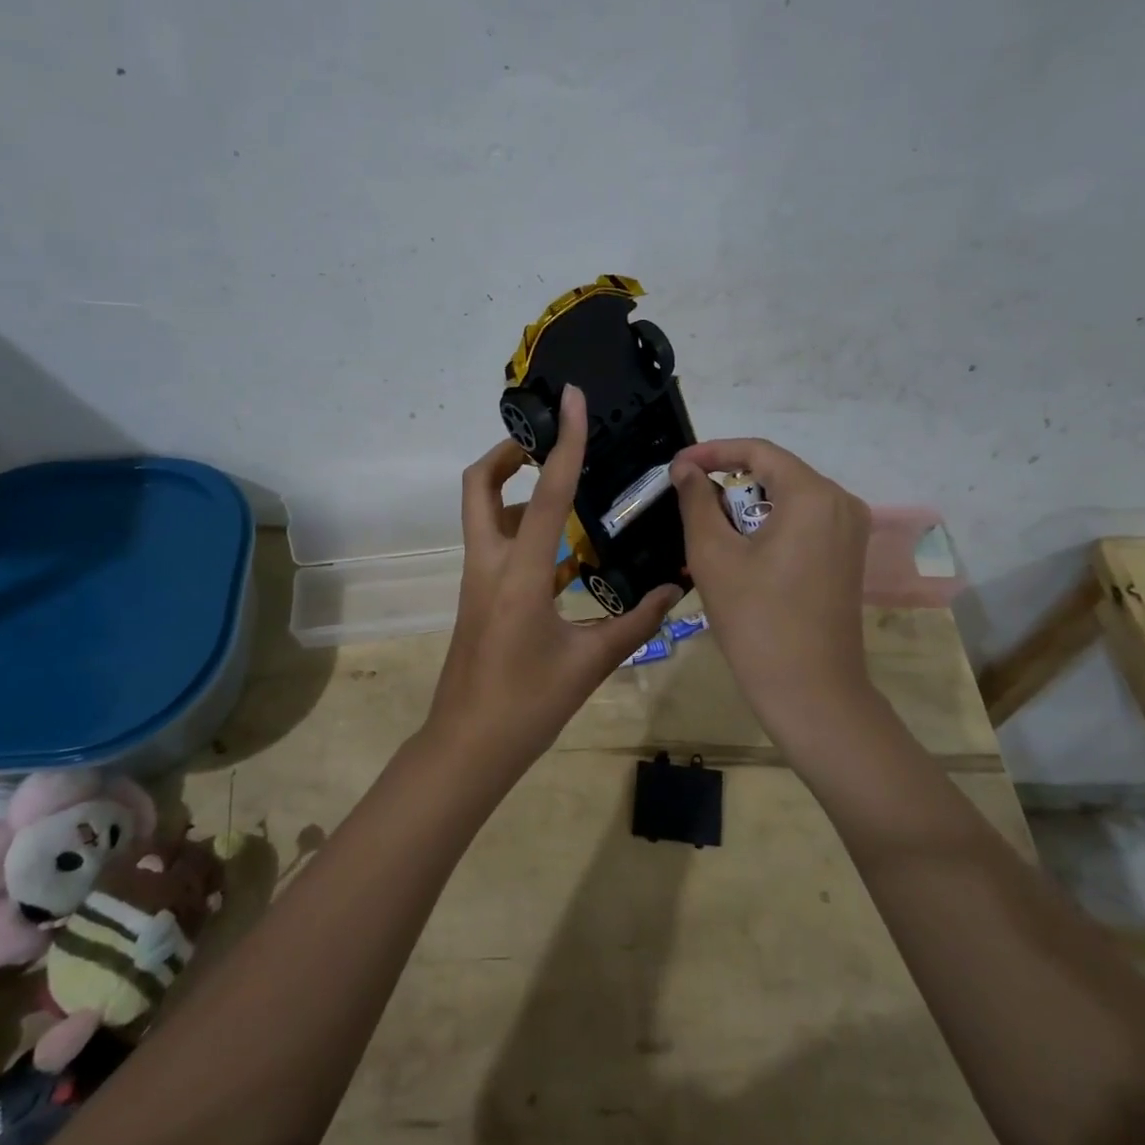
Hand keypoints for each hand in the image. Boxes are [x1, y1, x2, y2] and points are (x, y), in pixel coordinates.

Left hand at [429, 385, 679, 766]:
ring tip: (566, 488)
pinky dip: (525, 531)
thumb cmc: (528, 705)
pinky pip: (498, 545)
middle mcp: (490, 564)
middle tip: (548, 444)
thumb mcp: (591, 662)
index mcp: (520, 574)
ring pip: (485, 513)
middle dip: (508, 452)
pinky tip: (567, 549)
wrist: (468, 746)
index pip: (545, 492)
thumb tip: (676, 590)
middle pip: (479, 485)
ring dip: (517, 490)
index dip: (563, 441)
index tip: (571, 399)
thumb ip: (637, 622)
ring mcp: (478, 579)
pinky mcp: (480, 596)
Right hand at [670, 439, 872, 746]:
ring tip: (707, 527)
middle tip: (687, 499)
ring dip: (746, 505)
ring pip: (789, 498)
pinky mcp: (847, 556)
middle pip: (776, 472)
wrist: (810, 690)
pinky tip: (740, 549)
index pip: (758, 451)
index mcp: (813, 495)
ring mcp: (850, 531)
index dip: (712, 452)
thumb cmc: (756, 619)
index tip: (676, 467)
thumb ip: (697, 501)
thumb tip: (685, 469)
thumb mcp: (714, 555)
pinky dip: (768, 525)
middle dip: (729, 481)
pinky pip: (803, 522)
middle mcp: (841, 502)